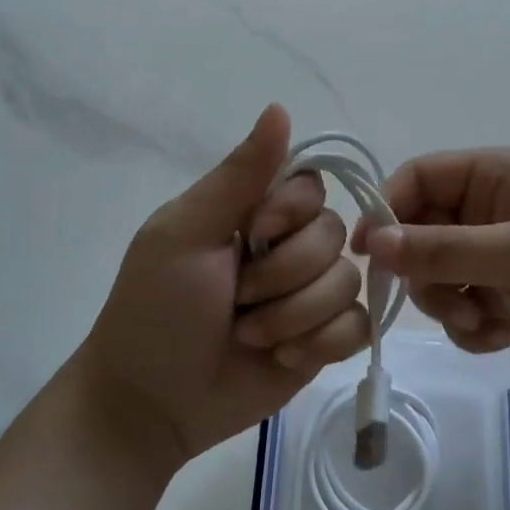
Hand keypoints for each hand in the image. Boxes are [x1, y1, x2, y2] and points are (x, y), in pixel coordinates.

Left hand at [77, 105, 372, 466]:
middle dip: (283, 276)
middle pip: (335, 236)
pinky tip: (282, 358)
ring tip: (250, 336)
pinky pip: (358, 326)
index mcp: (254, 212)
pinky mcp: (324, 341)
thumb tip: (279, 107)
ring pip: (348, 283)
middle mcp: (289, 247)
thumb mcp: (186, 232)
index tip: (251, 234)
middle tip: (236, 300)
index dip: (291, 213)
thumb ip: (238, 174)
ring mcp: (310, 295)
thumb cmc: (157, 308)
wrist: (152, 403)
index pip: (311, 186)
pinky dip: (320, 344)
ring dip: (294, 316)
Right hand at [355, 148, 509, 385]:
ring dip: (448, 304)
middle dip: (425, 272)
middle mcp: (488, 210)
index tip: (368, 253)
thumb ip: (440, 249)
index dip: (387, 209)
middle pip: (418, 232)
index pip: (417, 178)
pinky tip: (500, 335)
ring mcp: (495, 255)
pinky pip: (459, 308)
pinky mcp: (503, 296)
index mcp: (494, 177)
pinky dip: (470, 326)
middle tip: (447, 301)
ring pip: (434, 276)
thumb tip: (372, 242)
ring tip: (484, 321)